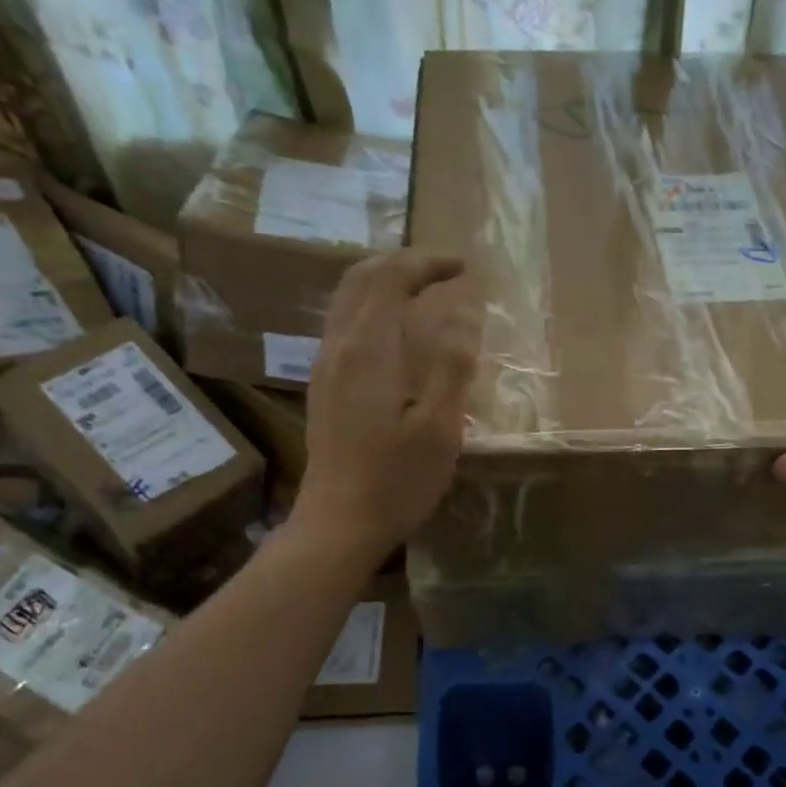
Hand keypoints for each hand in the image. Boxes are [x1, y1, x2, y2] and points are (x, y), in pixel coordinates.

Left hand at [290, 252, 478, 561]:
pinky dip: (369, 307)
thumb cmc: (396, 480)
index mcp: (368, 349)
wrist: (338, 523)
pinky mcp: (322, 386)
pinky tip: (393, 332)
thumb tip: (463, 315)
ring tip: (420, 290)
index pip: (391, 278)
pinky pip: (342, 324)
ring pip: (346, 299)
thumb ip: (452, 365)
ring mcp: (324, 366)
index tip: (463, 268)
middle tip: (442, 270)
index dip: (427, 263)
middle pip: (361, 278)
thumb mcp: (439, 427)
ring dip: (382, 282)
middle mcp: (338, 346)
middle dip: (402, 263)